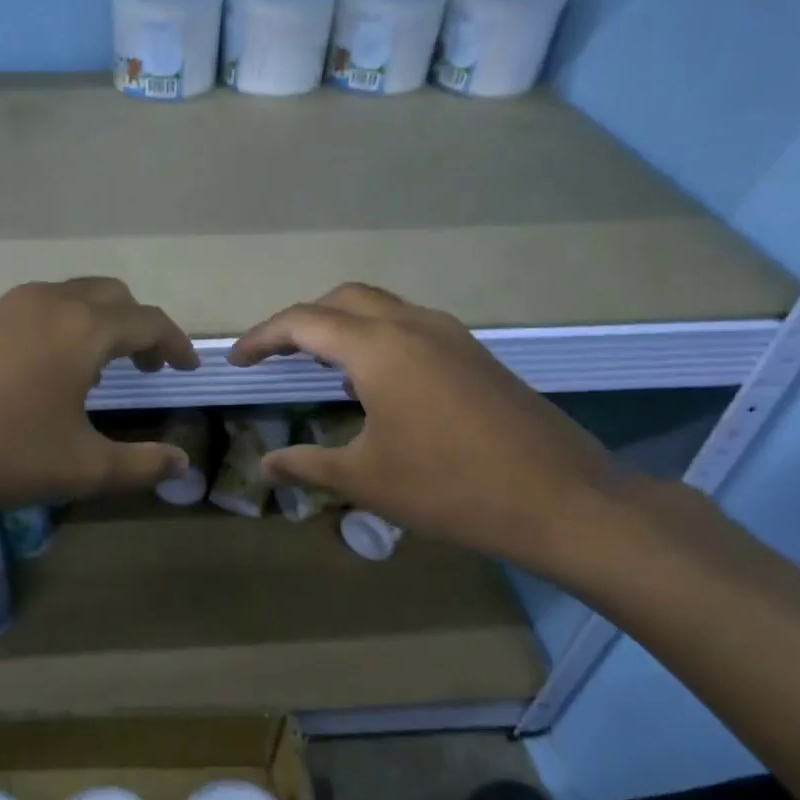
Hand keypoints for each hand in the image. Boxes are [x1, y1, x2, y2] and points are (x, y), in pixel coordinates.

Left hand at [0, 278, 199, 512]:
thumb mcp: (79, 469)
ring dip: (93, 324)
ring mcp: (0, 306)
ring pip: (65, 298)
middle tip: (143, 365)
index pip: (148, 321)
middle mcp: (45, 302)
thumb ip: (139, 466)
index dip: (175, 344)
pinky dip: (53, 330)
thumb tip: (181, 463)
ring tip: (92, 369)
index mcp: (82, 329)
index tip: (185, 368)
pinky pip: (27, 312)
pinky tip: (33, 374)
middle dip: (137, 326)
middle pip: (109, 296)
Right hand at [229, 284, 620, 571]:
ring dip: (342, 326)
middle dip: (301, 321)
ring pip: (381, 308)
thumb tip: (265, 464)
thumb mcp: (366, 479)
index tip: (236, 361)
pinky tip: (374, 383)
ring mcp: (451, 336)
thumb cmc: (450, 488)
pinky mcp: (474, 354)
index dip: (262, 338)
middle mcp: (413, 325)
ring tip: (318, 367)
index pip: (303, 322)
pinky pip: (411, 326)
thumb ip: (307, 464)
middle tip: (275, 356)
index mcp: (379, 348)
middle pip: (343, 300)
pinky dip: (377, 338)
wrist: (562, 500)